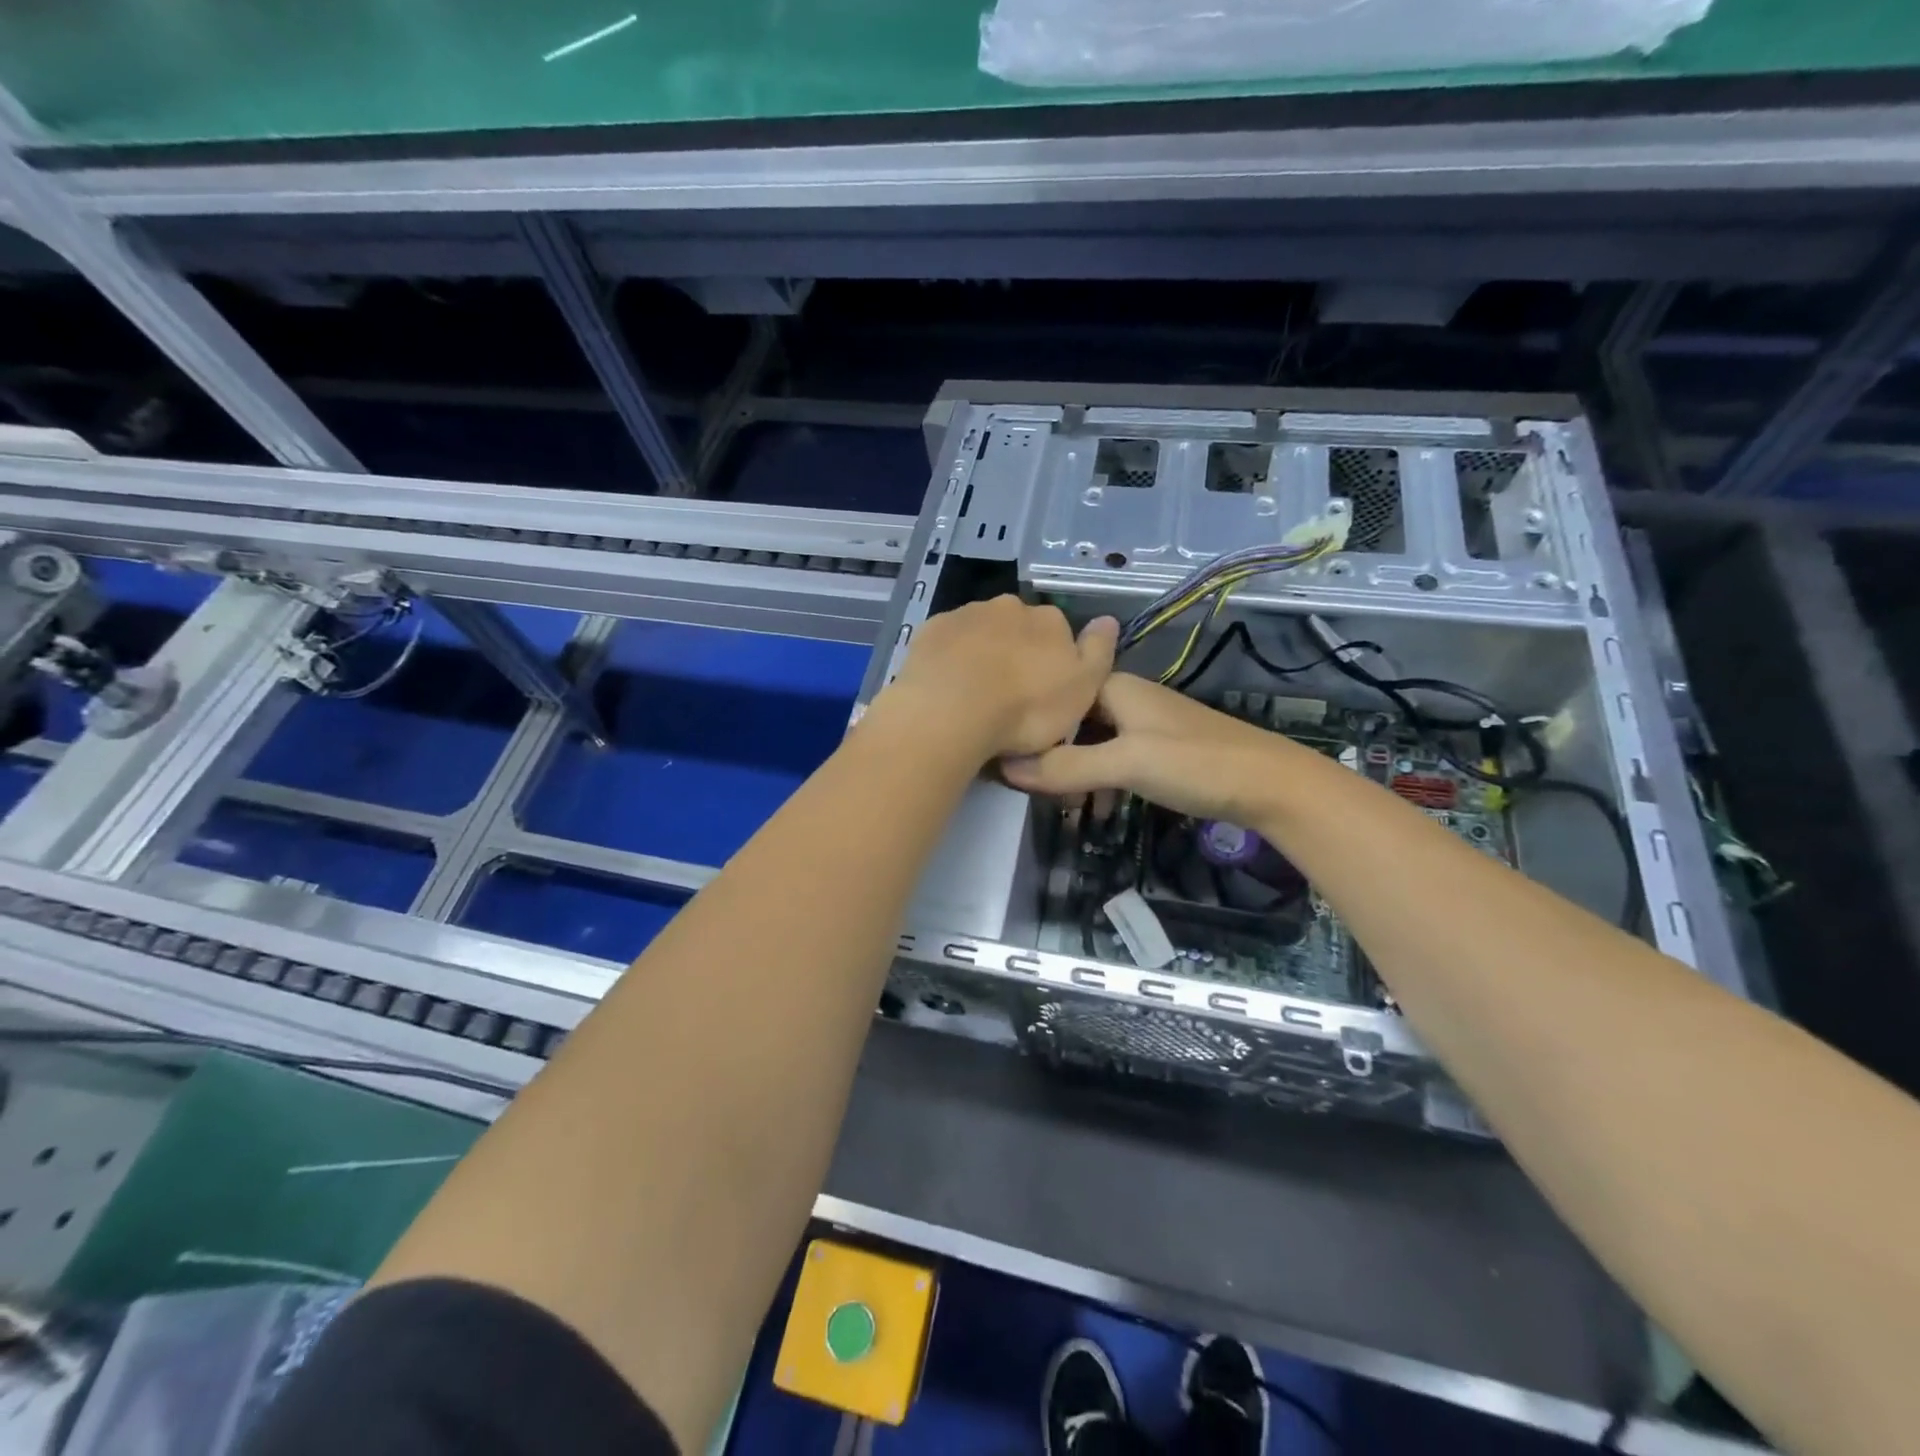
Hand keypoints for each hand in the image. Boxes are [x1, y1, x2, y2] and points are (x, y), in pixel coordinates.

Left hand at [876, 596, 1116, 761]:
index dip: (1052, 662)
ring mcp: (966, 614)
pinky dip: (950, 659)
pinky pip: (947, 642)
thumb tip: (1108, 619)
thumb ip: (1098, 652)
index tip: (1042, 691)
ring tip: (974, 695)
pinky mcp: (931, 630)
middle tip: (1007, 694)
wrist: (952, 710)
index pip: (1058, 633)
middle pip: (1018, 628)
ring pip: (980, 632)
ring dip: (981, 654)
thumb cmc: (1026, 708)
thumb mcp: (1082, 689)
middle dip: (1015, 653)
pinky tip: (946, 686)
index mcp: (1049, 620)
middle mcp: (1009, 607)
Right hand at [1000, 673, 1290, 823]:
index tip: (1004, 755)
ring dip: (1072, 771)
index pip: (1055, 694)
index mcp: (1114, 688)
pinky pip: (1112, 760)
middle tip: (1028, 789)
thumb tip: (1005, 768)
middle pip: (1070, 720)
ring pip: (1090, 743)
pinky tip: (1096, 809)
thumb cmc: (1196, 763)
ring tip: (1060, 806)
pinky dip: (1098, 781)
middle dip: (1048, 752)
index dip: (1028, 721)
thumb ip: (1067, 766)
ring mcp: (1143, 726)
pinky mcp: (1158, 751)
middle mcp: (1125, 699)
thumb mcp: (1126, 763)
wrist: (1270, 785)